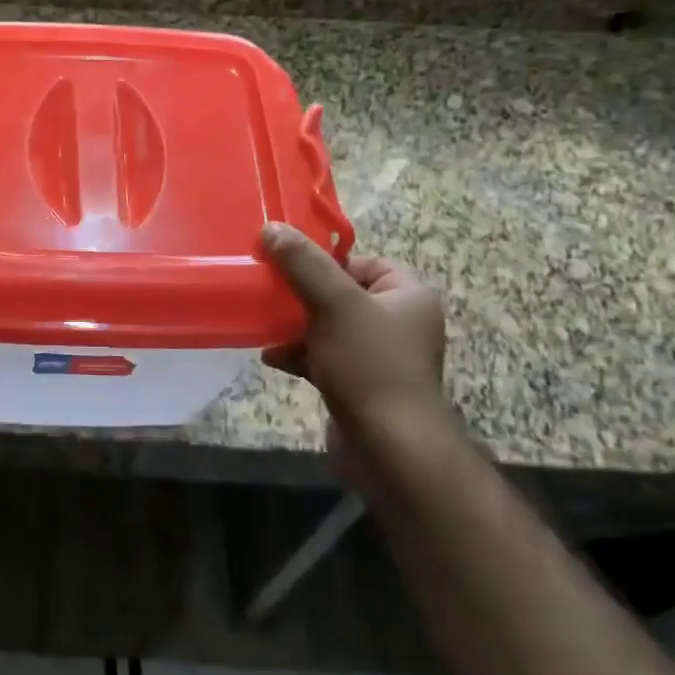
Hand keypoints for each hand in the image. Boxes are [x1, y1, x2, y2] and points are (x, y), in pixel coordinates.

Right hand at [259, 223, 446, 449]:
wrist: (388, 447)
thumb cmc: (370, 365)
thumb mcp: (334, 304)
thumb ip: (303, 264)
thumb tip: (272, 228)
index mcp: (409, 297)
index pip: (367, 263)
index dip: (329, 262)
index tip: (294, 269)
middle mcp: (399, 324)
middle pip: (342, 294)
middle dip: (303, 296)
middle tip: (271, 293)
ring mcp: (379, 358)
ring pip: (329, 327)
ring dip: (296, 326)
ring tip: (266, 326)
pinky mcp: (359, 386)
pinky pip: (324, 358)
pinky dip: (299, 355)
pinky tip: (272, 357)